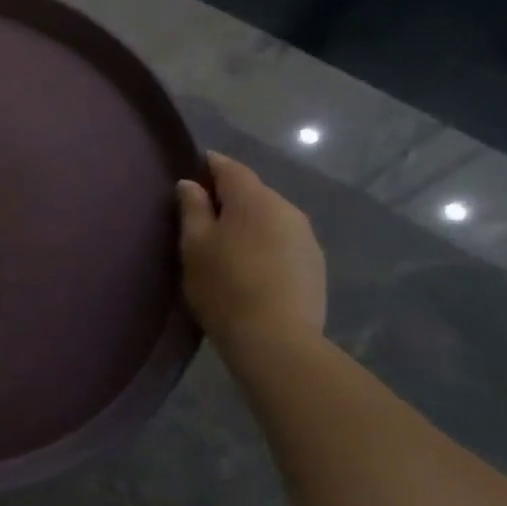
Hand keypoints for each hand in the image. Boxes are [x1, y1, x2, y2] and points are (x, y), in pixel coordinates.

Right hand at [177, 152, 326, 346]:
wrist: (275, 339)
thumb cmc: (224, 286)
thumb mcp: (194, 245)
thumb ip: (192, 208)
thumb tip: (190, 184)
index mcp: (254, 199)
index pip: (230, 168)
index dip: (209, 166)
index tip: (192, 174)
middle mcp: (287, 209)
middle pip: (253, 192)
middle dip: (229, 199)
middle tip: (203, 219)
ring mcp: (306, 238)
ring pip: (271, 218)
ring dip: (250, 224)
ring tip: (228, 246)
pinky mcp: (315, 265)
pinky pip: (284, 241)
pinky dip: (266, 245)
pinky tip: (252, 268)